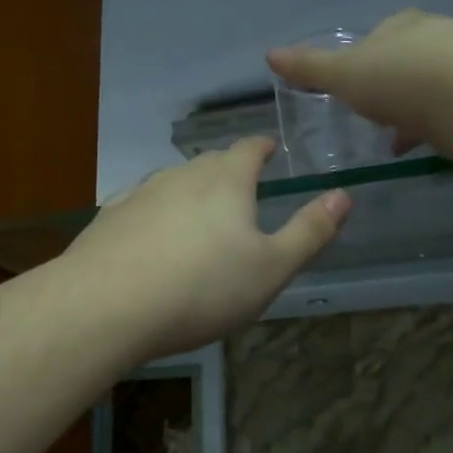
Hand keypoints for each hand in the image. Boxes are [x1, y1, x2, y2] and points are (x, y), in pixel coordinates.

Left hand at [63, 138, 350, 359]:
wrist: (108, 305)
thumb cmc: (203, 287)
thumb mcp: (271, 268)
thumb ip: (310, 231)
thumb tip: (343, 194)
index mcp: (225, 180)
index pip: (249, 148)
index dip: (263, 147)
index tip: (270, 150)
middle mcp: (181, 175)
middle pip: (210, 163)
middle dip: (228, 172)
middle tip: (241, 191)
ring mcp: (140, 193)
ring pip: (173, 183)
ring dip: (189, 193)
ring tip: (199, 217)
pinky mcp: (109, 218)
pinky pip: (140, 206)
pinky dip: (153, 215)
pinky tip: (151, 235)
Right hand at [267, 10, 452, 162]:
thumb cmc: (401, 78)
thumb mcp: (345, 75)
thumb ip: (311, 68)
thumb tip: (270, 54)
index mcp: (401, 26)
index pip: (376, 38)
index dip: (360, 62)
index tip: (350, 89)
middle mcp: (437, 37)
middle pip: (405, 61)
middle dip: (388, 86)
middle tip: (371, 114)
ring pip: (430, 87)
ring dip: (411, 109)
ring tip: (393, 137)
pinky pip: (451, 111)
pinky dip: (432, 127)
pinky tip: (419, 147)